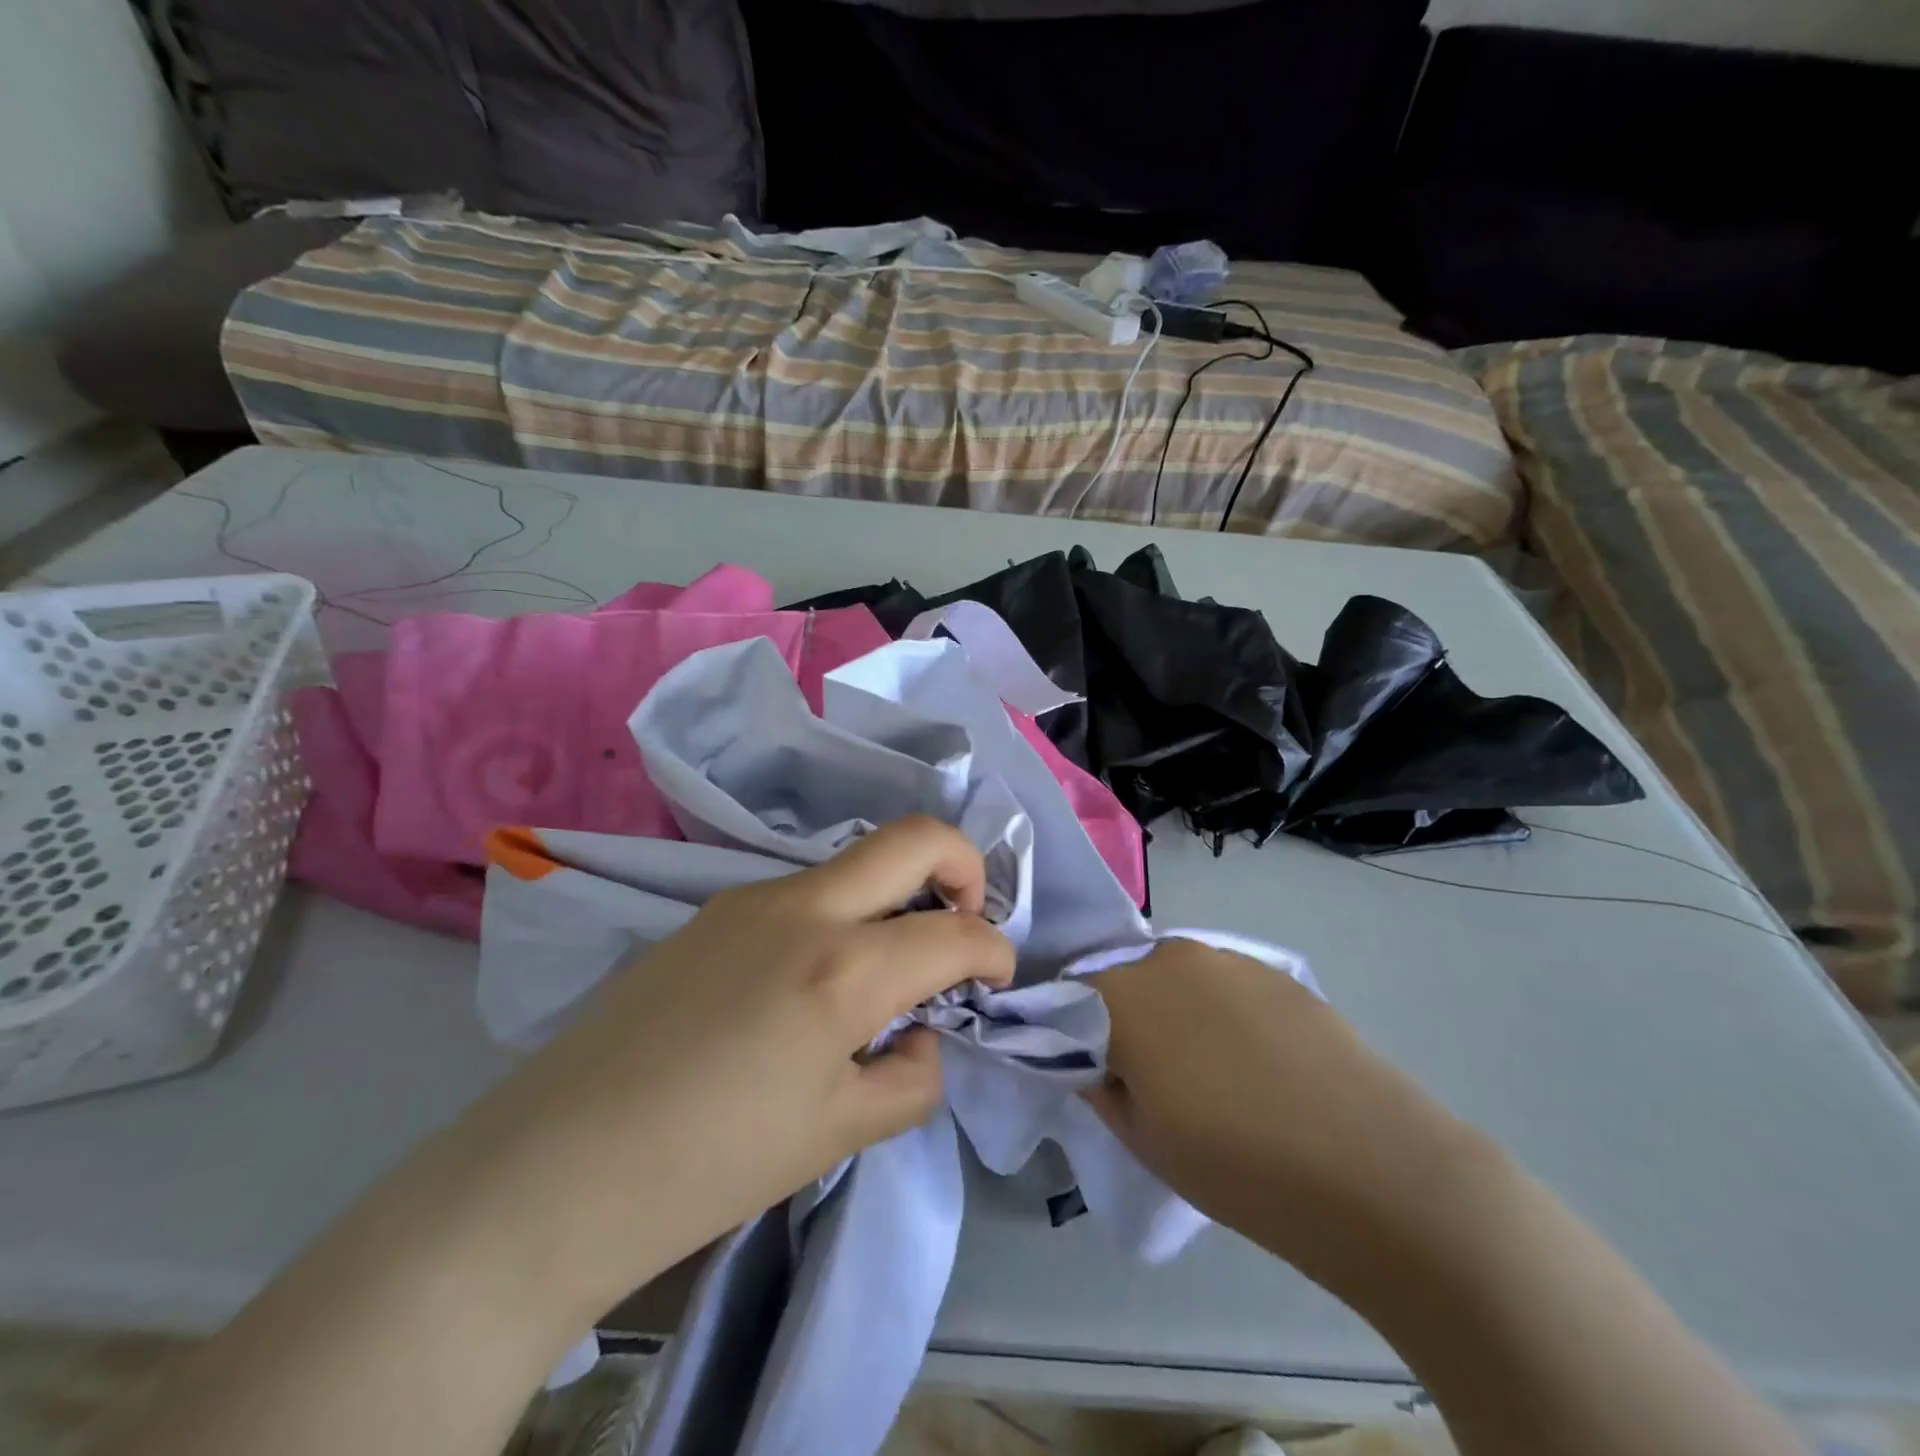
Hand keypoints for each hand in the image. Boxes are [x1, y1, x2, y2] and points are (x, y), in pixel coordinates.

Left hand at [450, 815, 1014, 1318]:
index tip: (995, 981)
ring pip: (854, 864)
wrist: (553, 1168)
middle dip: (963, 865)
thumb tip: (922, 1036)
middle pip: (913, 838)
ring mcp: (750, 898)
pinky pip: (803, 892)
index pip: (955, 933)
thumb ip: (910, 1078)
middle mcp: (803, 908)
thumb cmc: (710, 1165)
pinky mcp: (711, 911)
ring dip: (894, 895)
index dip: (994, 953)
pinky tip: (810, 982)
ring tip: (883, 971)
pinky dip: (840, 917)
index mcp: (844, 968)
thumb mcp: (837, 1135)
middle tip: (966, 918)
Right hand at [1085, 938, 1493, 1286]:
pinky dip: (1218, 1011)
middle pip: (1121, 981)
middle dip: (1119, 1019)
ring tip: (1205, 1070)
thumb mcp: (1142, 1140)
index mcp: (1122, 994)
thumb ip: (1099, 1085)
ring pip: (1173, 979)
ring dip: (1170, 1011)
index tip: (1085, 1069)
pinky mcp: (1275, 970)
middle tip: (1145, 1076)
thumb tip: (1088, 1059)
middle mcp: (1167, 957)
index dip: (1066, 1032)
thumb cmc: (1238, 1165)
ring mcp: (1227, 958)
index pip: (1067, 997)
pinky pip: (1221, 983)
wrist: (1375, 1168)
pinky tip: (1252, 1060)